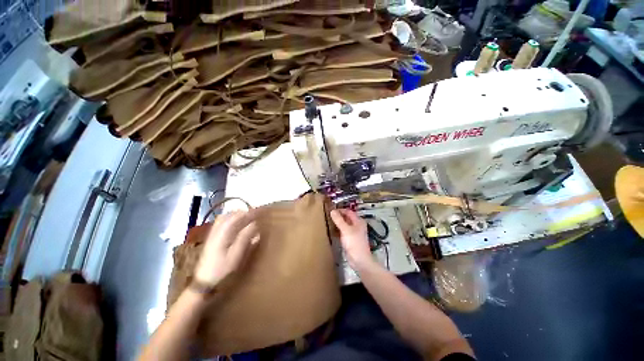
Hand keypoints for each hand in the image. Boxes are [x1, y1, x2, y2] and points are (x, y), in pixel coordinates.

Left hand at [194, 211, 259, 287]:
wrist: (204, 283)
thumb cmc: (222, 270)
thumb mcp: (236, 255)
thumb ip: (245, 238)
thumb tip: (255, 224)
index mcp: (223, 233)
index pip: (238, 216)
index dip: (250, 213)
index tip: (260, 212)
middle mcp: (217, 230)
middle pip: (230, 215)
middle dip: (244, 212)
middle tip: (255, 215)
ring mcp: (213, 234)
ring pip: (225, 218)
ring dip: (237, 215)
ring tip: (247, 218)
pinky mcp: (212, 239)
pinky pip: (221, 223)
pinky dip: (230, 220)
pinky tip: (236, 226)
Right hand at [330, 209, 375, 269]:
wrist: (359, 260)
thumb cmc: (354, 243)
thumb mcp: (346, 230)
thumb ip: (339, 220)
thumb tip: (332, 211)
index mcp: (358, 221)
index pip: (348, 211)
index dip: (340, 210)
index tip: (330, 210)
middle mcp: (357, 225)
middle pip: (346, 217)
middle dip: (338, 216)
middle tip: (328, 215)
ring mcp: (353, 232)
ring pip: (344, 225)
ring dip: (337, 223)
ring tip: (328, 221)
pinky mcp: (350, 239)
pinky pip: (343, 231)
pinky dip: (338, 230)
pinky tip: (331, 230)